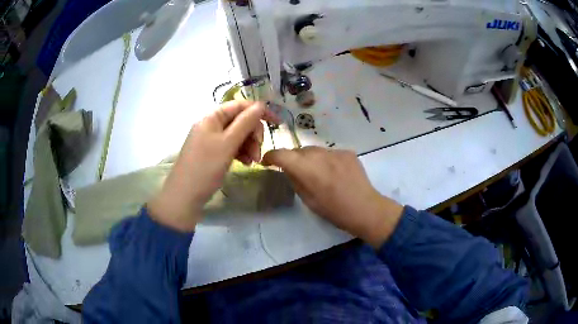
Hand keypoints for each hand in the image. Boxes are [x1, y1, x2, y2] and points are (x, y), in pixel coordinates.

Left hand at [148, 101, 278, 231]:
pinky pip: (231, 147)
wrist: (185, 196)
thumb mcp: (228, 144)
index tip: (277, 123)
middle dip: (253, 134)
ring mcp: (211, 140)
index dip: (259, 112)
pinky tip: (246, 163)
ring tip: (253, 161)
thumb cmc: (206, 167)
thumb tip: (261, 105)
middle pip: (240, 121)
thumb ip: (245, 123)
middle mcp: (211, 125)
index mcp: (212, 117)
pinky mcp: (212, 153)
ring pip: (237, 135)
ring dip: (249, 145)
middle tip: (258, 151)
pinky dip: (241, 153)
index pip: (240, 106)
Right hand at [262, 147, 403, 247]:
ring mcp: (335, 151)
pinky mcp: (347, 152)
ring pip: (314, 150)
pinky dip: (326, 160)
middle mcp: (319, 154)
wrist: (365, 208)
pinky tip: (334, 173)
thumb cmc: (334, 211)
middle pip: (298, 151)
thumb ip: (295, 180)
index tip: (267, 162)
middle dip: (292, 159)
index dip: (271, 156)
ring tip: (317, 173)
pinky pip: (329, 153)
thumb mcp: (308, 200)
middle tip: (295, 172)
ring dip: (310, 159)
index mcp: (307, 169)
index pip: (281, 154)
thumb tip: (288, 169)